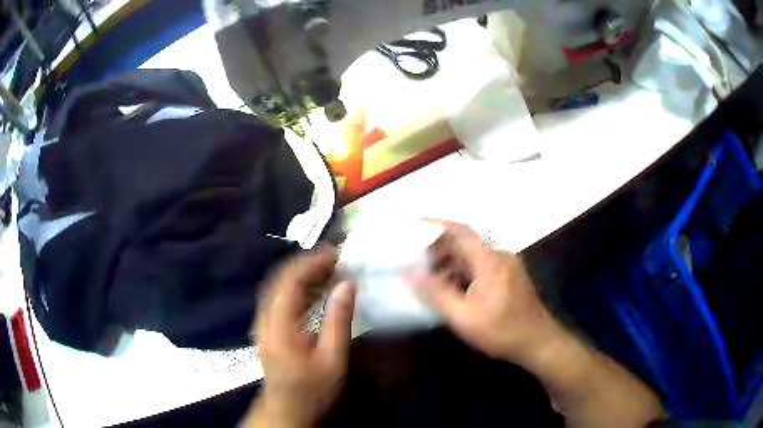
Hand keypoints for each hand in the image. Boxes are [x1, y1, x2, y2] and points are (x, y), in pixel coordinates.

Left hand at [245, 245, 355, 427]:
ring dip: (301, 273)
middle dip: (306, 263)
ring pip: (277, 286)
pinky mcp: (265, 328)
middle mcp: (264, 320)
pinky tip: (315, 289)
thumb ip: (339, 321)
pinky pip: (278, 297)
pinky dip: (296, 287)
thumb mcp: (333, 360)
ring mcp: (261, 323)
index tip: (334, 253)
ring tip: (328, 268)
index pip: (291, 282)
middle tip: (334, 257)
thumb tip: (347, 285)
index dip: (312, 263)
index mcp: (279, 328)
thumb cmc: (313, 390)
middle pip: (279, 279)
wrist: (288, 410)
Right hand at [409, 221, 554, 363]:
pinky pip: (481, 265)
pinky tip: (452, 288)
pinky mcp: (510, 276)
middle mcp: (500, 255)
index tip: (415, 220)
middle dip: (440, 247)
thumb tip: (410, 273)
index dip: (436, 223)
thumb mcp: (464, 317)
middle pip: (466, 241)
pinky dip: (463, 271)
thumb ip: (436, 294)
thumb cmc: (502, 331)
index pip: (460, 231)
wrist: (539, 342)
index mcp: (490, 260)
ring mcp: (507, 265)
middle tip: (416, 260)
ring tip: (430, 277)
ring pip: (473, 254)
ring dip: (451, 261)